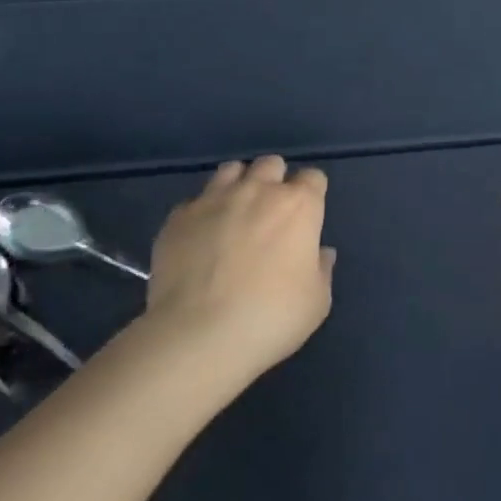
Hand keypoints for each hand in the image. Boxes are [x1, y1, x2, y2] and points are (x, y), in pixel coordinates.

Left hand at [144, 155, 335, 378]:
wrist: (198, 335)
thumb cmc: (270, 317)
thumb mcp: (316, 302)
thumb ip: (322, 269)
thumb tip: (321, 253)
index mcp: (299, 205)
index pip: (313, 178)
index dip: (311, 194)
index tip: (306, 217)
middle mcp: (259, 190)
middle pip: (271, 164)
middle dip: (274, 181)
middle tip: (269, 213)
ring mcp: (215, 199)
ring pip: (231, 170)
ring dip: (237, 186)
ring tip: (233, 215)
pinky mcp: (179, 217)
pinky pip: (194, 201)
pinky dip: (201, 213)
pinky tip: (199, 239)